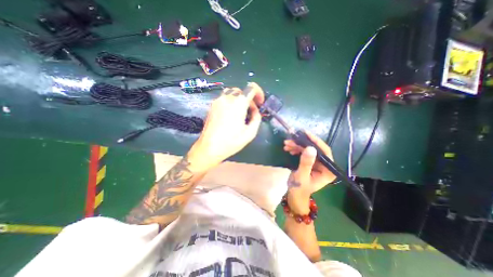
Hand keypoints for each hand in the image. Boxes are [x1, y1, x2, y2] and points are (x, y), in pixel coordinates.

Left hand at [190, 83, 265, 170]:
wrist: (209, 148)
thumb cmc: (231, 142)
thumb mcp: (250, 133)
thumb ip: (256, 118)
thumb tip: (255, 110)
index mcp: (238, 104)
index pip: (251, 88)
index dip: (259, 93)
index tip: (260, 103)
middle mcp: (227, 98)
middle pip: (242, 91)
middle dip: (249, 99)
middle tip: (251, 112)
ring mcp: (218, 101)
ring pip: (233, 93)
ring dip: (240, 99)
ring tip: (241, 112)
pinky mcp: (212, 105)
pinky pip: (225, 98)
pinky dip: (232, 102)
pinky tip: (231, 114)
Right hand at [283, 131, 336, 212]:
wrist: (294, 196)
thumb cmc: (299, 190)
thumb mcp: (302, 176)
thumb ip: (306, 163)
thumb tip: (310, 148)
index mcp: (328, 170)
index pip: (325, 151)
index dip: (316, 141)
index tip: (305, 133)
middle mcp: (325, 165)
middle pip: (315, 149)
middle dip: (301, 144)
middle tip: (290, 140)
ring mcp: (317, 164)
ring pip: (308, 150)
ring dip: (297, 146)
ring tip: (286, 144)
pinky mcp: (310, 163)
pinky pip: (304, 153)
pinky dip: (296, 149)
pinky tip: (289, 149)